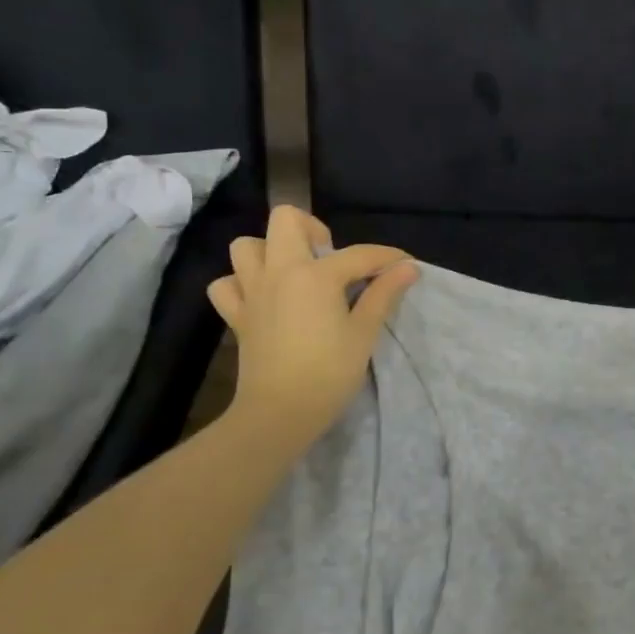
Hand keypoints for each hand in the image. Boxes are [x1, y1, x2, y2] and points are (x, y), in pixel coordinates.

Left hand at [207, 206, 417, 455]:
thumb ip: (384, 294)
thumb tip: (408, 268)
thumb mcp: (364, 333)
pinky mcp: (236, 315)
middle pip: (286, 220)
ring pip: (247, 246)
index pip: (359, 254)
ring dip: (270, 250)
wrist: (278, 413)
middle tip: (331, 257)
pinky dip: (241, 283)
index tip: (406, 265)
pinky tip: (263, 296)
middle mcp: (279, 272)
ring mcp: (252, 291)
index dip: (387, 258)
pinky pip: (226, 284)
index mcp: (315, 275)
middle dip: (312, 228)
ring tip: (295, 271)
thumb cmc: (328, 373)